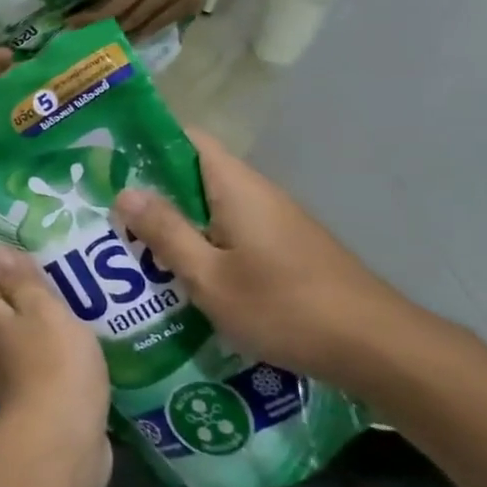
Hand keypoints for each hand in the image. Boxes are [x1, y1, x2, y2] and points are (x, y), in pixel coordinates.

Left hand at [0, 249, 112, 486]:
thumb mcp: (43, 313)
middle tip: (61, 280)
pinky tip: (93, 351)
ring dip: (45, 324)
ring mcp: (13, 379)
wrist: (61, 450)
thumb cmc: (52, 369)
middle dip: (21, 291)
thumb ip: (22, 282)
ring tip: (84, 311)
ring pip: (22, 339)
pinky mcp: (39, 405)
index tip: (11, 258)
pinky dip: (61, 356)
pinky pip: (45, 368)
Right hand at [111, 129, 416, 394]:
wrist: (378, 348)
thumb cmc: (285, 307)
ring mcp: (275, 222)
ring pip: (211, 207)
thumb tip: (124, 192)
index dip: (148, 141)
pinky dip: (201, 242)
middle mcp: (257, 194)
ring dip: (175, 221)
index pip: (188, 139)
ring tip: (132, 245)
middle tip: (107, 211)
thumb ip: (166, 232)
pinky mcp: (286, 249)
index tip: (109, 158)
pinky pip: (230, 231)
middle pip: (195, 174)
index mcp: (236, 187)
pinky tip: (180, 274)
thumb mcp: (210, 277)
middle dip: (151, 190)